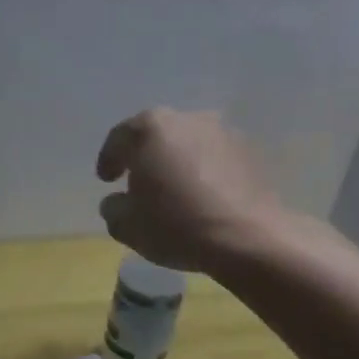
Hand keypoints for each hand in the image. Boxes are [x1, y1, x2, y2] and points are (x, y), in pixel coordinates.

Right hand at [95, 108, 285, 271]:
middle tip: (137, 181)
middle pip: (155, 136)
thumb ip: (113, 207)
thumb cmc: (177, 224)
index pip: (119, 139)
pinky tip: (202, 197)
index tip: (106, 180)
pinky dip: (204, 172)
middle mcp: (187, 119)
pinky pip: (215, 159)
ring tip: (173, 191)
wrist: (252, 239)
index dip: (109, 160)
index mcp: (149, 128)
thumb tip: (119, 201)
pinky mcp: (252, 153)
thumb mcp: (126, 224)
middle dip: (144, 157)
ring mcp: (224, 133)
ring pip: (187, 145)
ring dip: (177, 163)